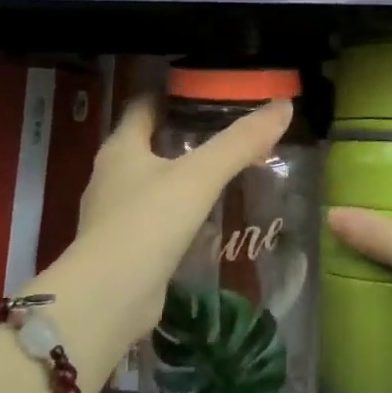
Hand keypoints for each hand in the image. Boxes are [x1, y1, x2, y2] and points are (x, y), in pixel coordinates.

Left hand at [58, 95, 294, 360]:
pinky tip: (206, 220)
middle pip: (148, 143)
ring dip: (182, 177)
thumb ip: (240, 142)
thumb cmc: (148, 223)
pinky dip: (178, 214)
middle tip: (227, 133)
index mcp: (121, 148)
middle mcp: (111, 176)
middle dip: (183, 136)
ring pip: (151, 183)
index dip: (172, 94)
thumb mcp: (200, 176)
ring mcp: (113, 215)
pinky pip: (155, 220)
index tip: (208, 93)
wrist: (107, 299)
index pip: (143, 105)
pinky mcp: (123, 249)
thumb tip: (284, 106)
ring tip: (223, 174)